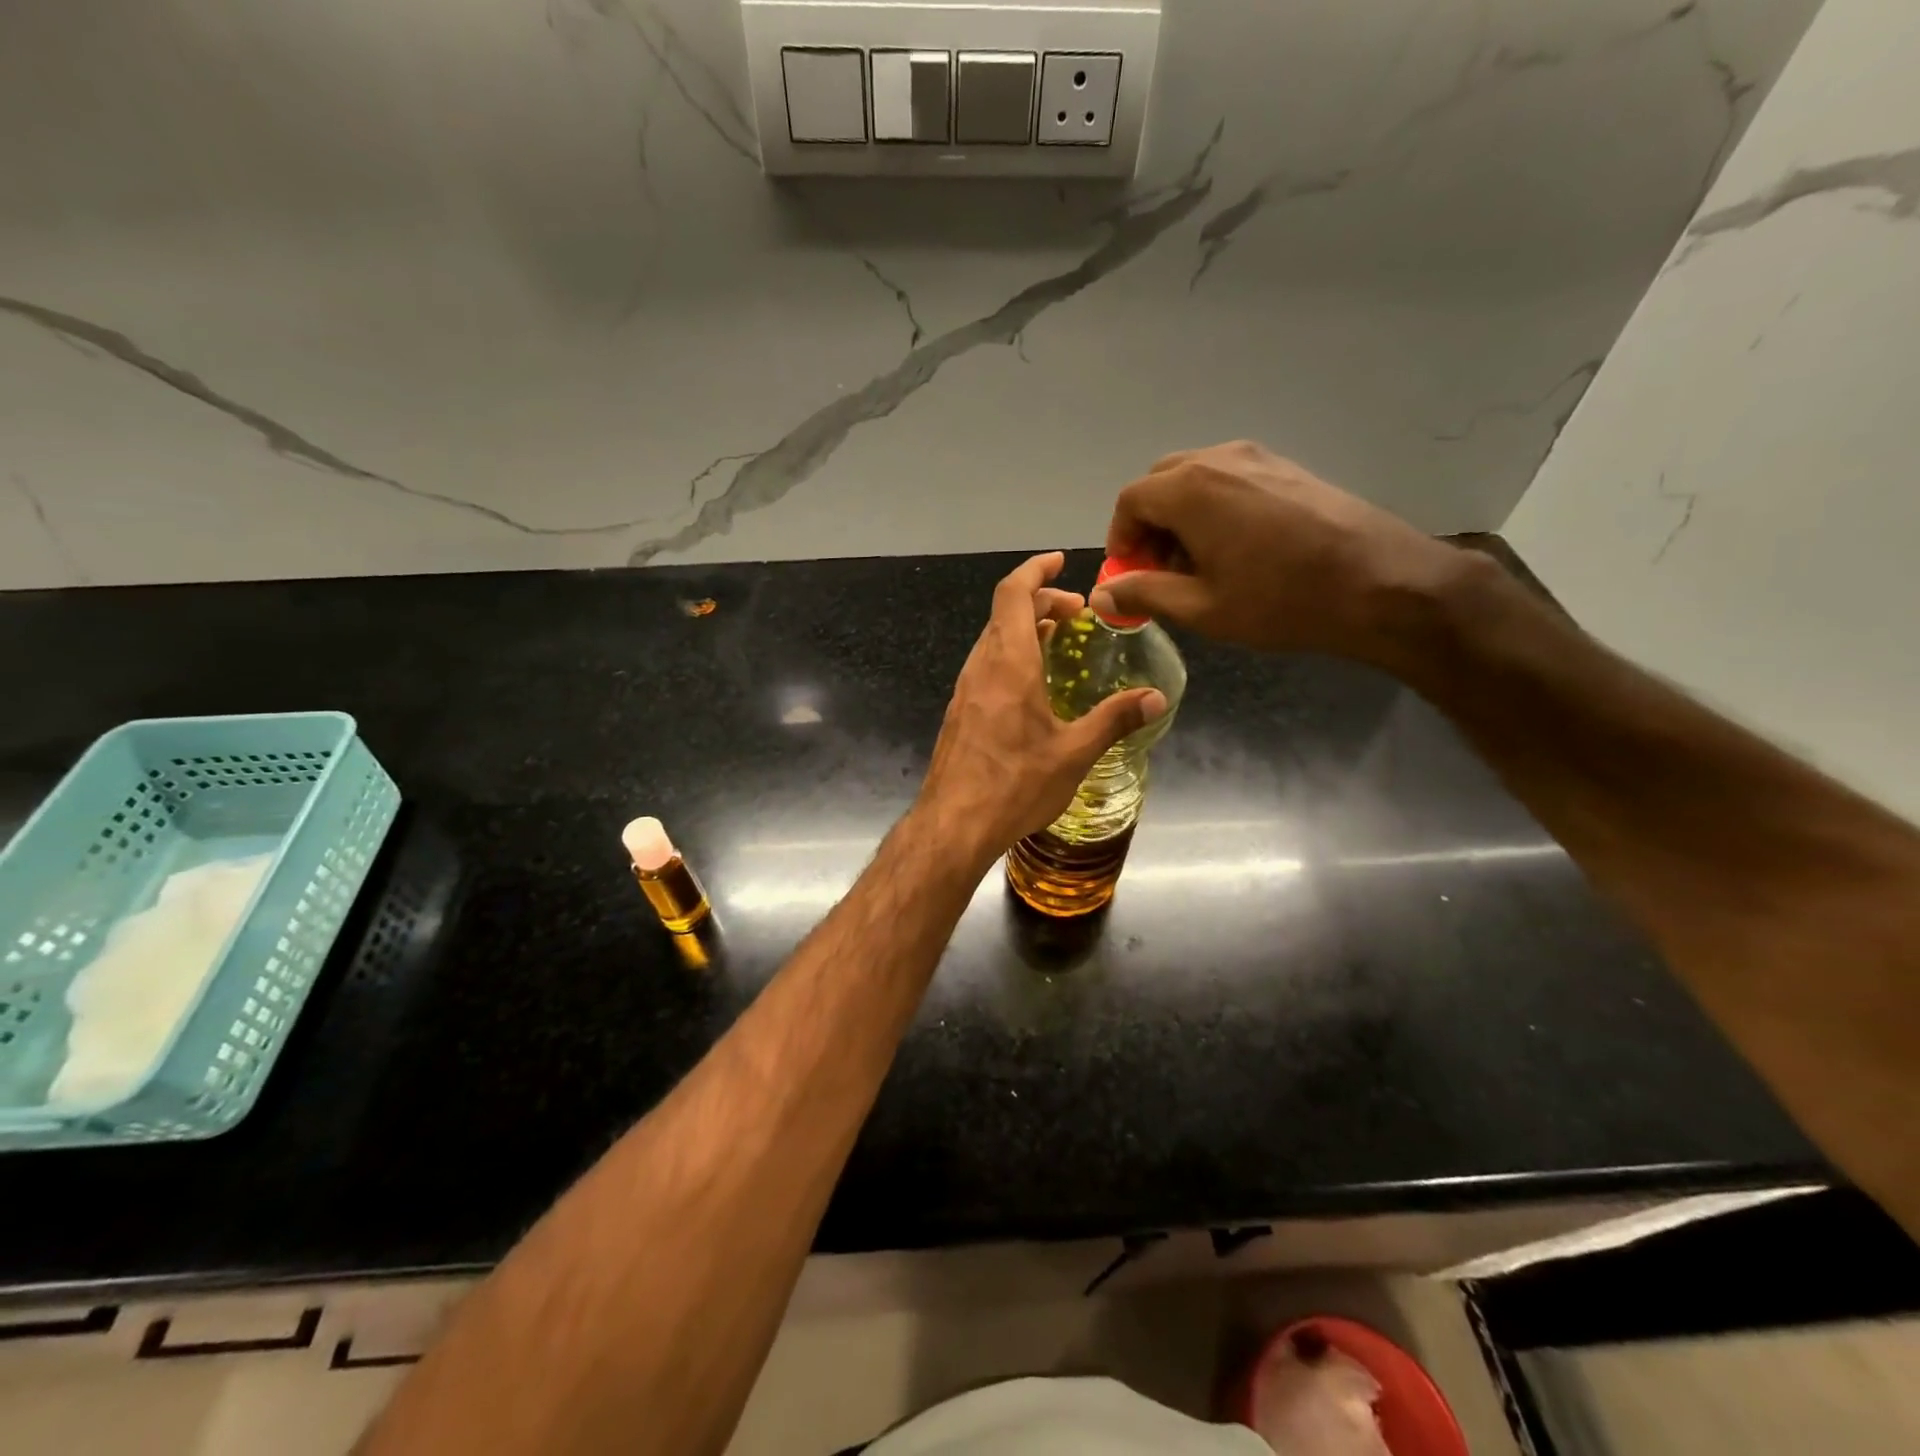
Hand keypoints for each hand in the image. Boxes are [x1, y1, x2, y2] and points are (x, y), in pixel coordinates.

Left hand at [920, 552, 1166, 863]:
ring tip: (1059, 641)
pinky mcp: (960, 712)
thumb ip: (1114, 720)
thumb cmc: (1015, 786)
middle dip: (1041, 602)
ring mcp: (966, 690)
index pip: (1013, 594)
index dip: (1035, 571)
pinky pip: (986, 665)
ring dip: (1025, 629)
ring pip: (993, 640)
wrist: (953, 825)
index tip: (1059, 562)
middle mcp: (981, 667)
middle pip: (1005, 614)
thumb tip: (1156, 698)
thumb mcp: (1073, 753)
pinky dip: (1011, 655)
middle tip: (1078, 614)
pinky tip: (1032, 684)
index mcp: (1008, 664)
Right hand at [1091, 441, 1467, 666]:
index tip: (1130, 575)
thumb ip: (1143, 593)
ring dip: (1181, 516)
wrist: (1379, 582)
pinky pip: (1230, 478)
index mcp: (1189, 489)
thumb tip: (1100, 596)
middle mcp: (1219, 458)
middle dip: (1149, 525)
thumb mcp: (1200, 607)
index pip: (1130, 500)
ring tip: (1199, 564)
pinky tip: (1237, 549)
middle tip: (1161, 570)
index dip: (1120, 538)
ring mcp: (1258, 457)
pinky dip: (1214, 507)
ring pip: (1196, 478)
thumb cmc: (1279, 600)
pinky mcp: (1287, 467)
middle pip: (1161, 483)